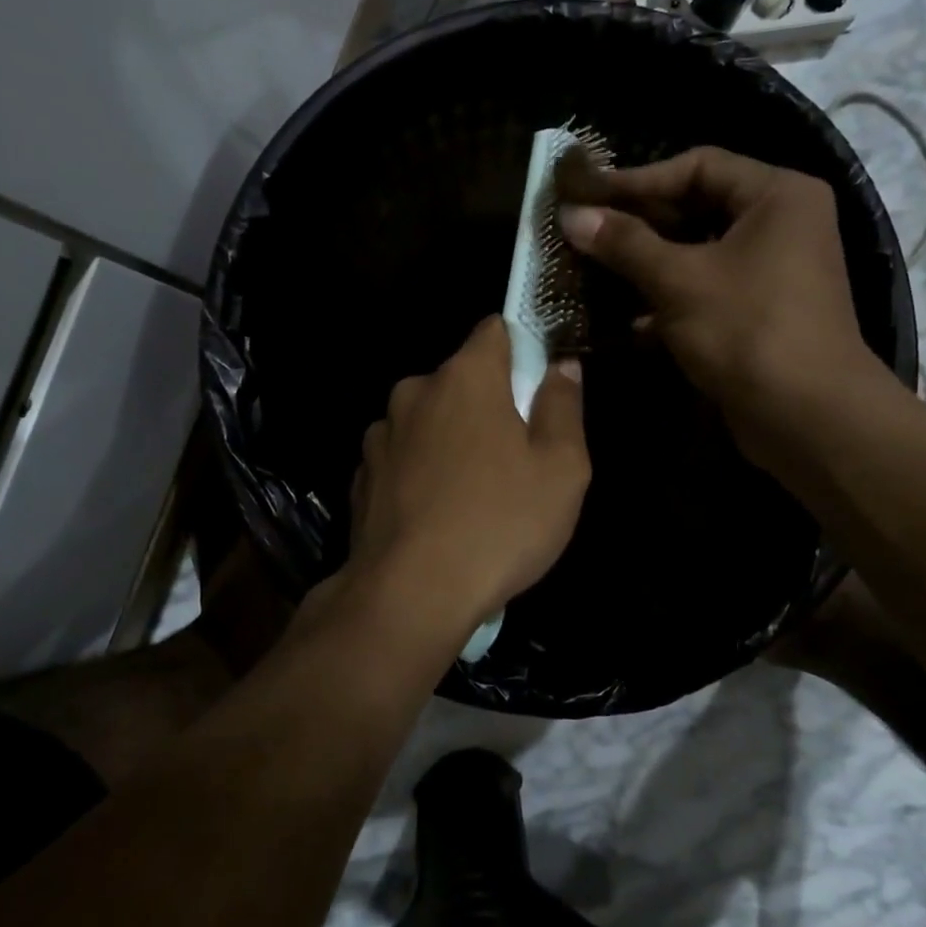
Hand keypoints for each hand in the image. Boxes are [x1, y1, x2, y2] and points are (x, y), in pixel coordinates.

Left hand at [343, 316, 590, 638]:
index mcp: (465, 377)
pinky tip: (438, 516)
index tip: (538, 388)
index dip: (523, 350)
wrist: (409, 596)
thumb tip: (561, 366)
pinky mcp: (363, 475)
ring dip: (452, 439)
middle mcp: (415, 391)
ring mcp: (382, 434)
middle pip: (462, 378)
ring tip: (473, 495)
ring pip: (430, 419)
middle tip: (517, 457)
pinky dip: (422, 472)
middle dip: (490, 403)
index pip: (495, 330)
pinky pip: (404, 457)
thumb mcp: (561, 469)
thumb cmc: (499, 525)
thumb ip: (563, 406)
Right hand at [558, 144, 891, 465]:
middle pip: (698, 208)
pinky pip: (707, 289)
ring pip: (698, 253)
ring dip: (648, 264)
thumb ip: (624, 243)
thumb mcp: (679, 281)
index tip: (588, 196)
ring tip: (595, 270)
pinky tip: (627, 319)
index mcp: (777, 195)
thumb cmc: (747, 330)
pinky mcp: (760, 312)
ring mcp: (773, 270)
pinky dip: (669, 299)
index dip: (637, 180)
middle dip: (640, 224)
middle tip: (586, 231)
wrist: (807, 417)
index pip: (697, 166)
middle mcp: (782, 223)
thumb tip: (570, 215)